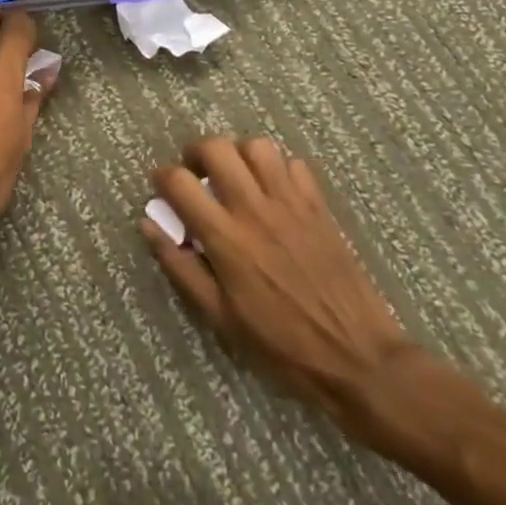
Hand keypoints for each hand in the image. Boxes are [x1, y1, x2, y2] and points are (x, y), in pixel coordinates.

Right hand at [145, 137, 447, 454]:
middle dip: (196, 153)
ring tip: (235, 177)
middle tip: (196, 175)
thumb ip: (180, 266)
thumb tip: (148, 226)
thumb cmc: (280, 343)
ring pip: (257, 147)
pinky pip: (294, 165)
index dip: (162, 177)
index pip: (180, 182)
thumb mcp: (219, 316)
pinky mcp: (319, 206)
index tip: (161, 188)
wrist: (356, 357)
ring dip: (238, 155)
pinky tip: (273, 192)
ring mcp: (291, 203)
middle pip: (216, 148)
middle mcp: (255, 209)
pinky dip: (277, 169)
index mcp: (225, 237)